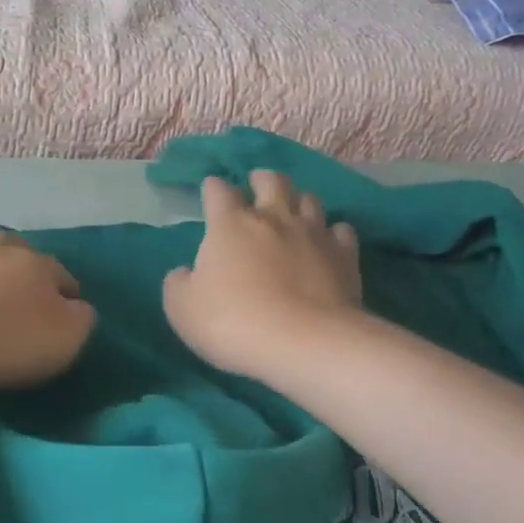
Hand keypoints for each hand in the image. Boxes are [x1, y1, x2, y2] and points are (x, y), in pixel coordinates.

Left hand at [0, 230, 96, 392]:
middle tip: (23, 263)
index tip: (71, 299)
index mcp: (33, 268)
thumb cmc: (10, 342)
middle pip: (10, 245)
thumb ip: (79, 319)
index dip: (66, 285)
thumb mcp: (66, 338)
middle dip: (20, 251)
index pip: (57, 271)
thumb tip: (79, 307)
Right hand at [163, 172, 364, 381]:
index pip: (218, 191)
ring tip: (293, 211)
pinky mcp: (345, 256)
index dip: (213, 188)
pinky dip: (332, 232)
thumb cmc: (233, 321)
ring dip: (298, 200)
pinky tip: (328, 242)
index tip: (210, 191)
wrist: (304, 343)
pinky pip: (341, 231)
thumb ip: (178, 284)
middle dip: (262, 179)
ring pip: (309, 199)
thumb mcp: (182, 309)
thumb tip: (185, 273)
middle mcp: (273, 218)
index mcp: (230, 224)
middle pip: (271, 181)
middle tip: (257, 185)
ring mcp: (313, 234)